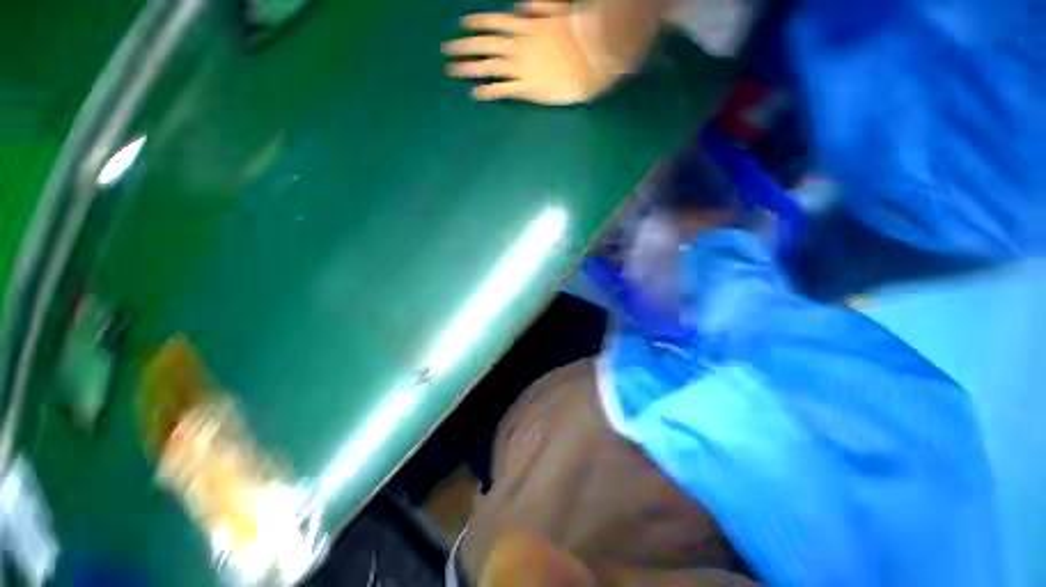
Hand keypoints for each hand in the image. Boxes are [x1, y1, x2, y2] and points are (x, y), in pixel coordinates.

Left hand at [442, 1, 628, 104]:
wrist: (590, 59)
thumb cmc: (580, 35)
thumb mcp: (560, 10)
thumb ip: (539, 7)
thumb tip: (519, 8)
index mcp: (526, 26)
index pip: (495, 21)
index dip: (477, 22)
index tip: (463, 24)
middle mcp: (518, 45)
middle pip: (484, 44)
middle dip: (463, 46)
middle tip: (447, 50)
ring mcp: (520, 67)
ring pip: (488, 66)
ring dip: (468, 68)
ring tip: (452, 71)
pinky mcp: (526, 88)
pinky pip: (502, 90)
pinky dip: (487, 91)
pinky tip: (475, 94)